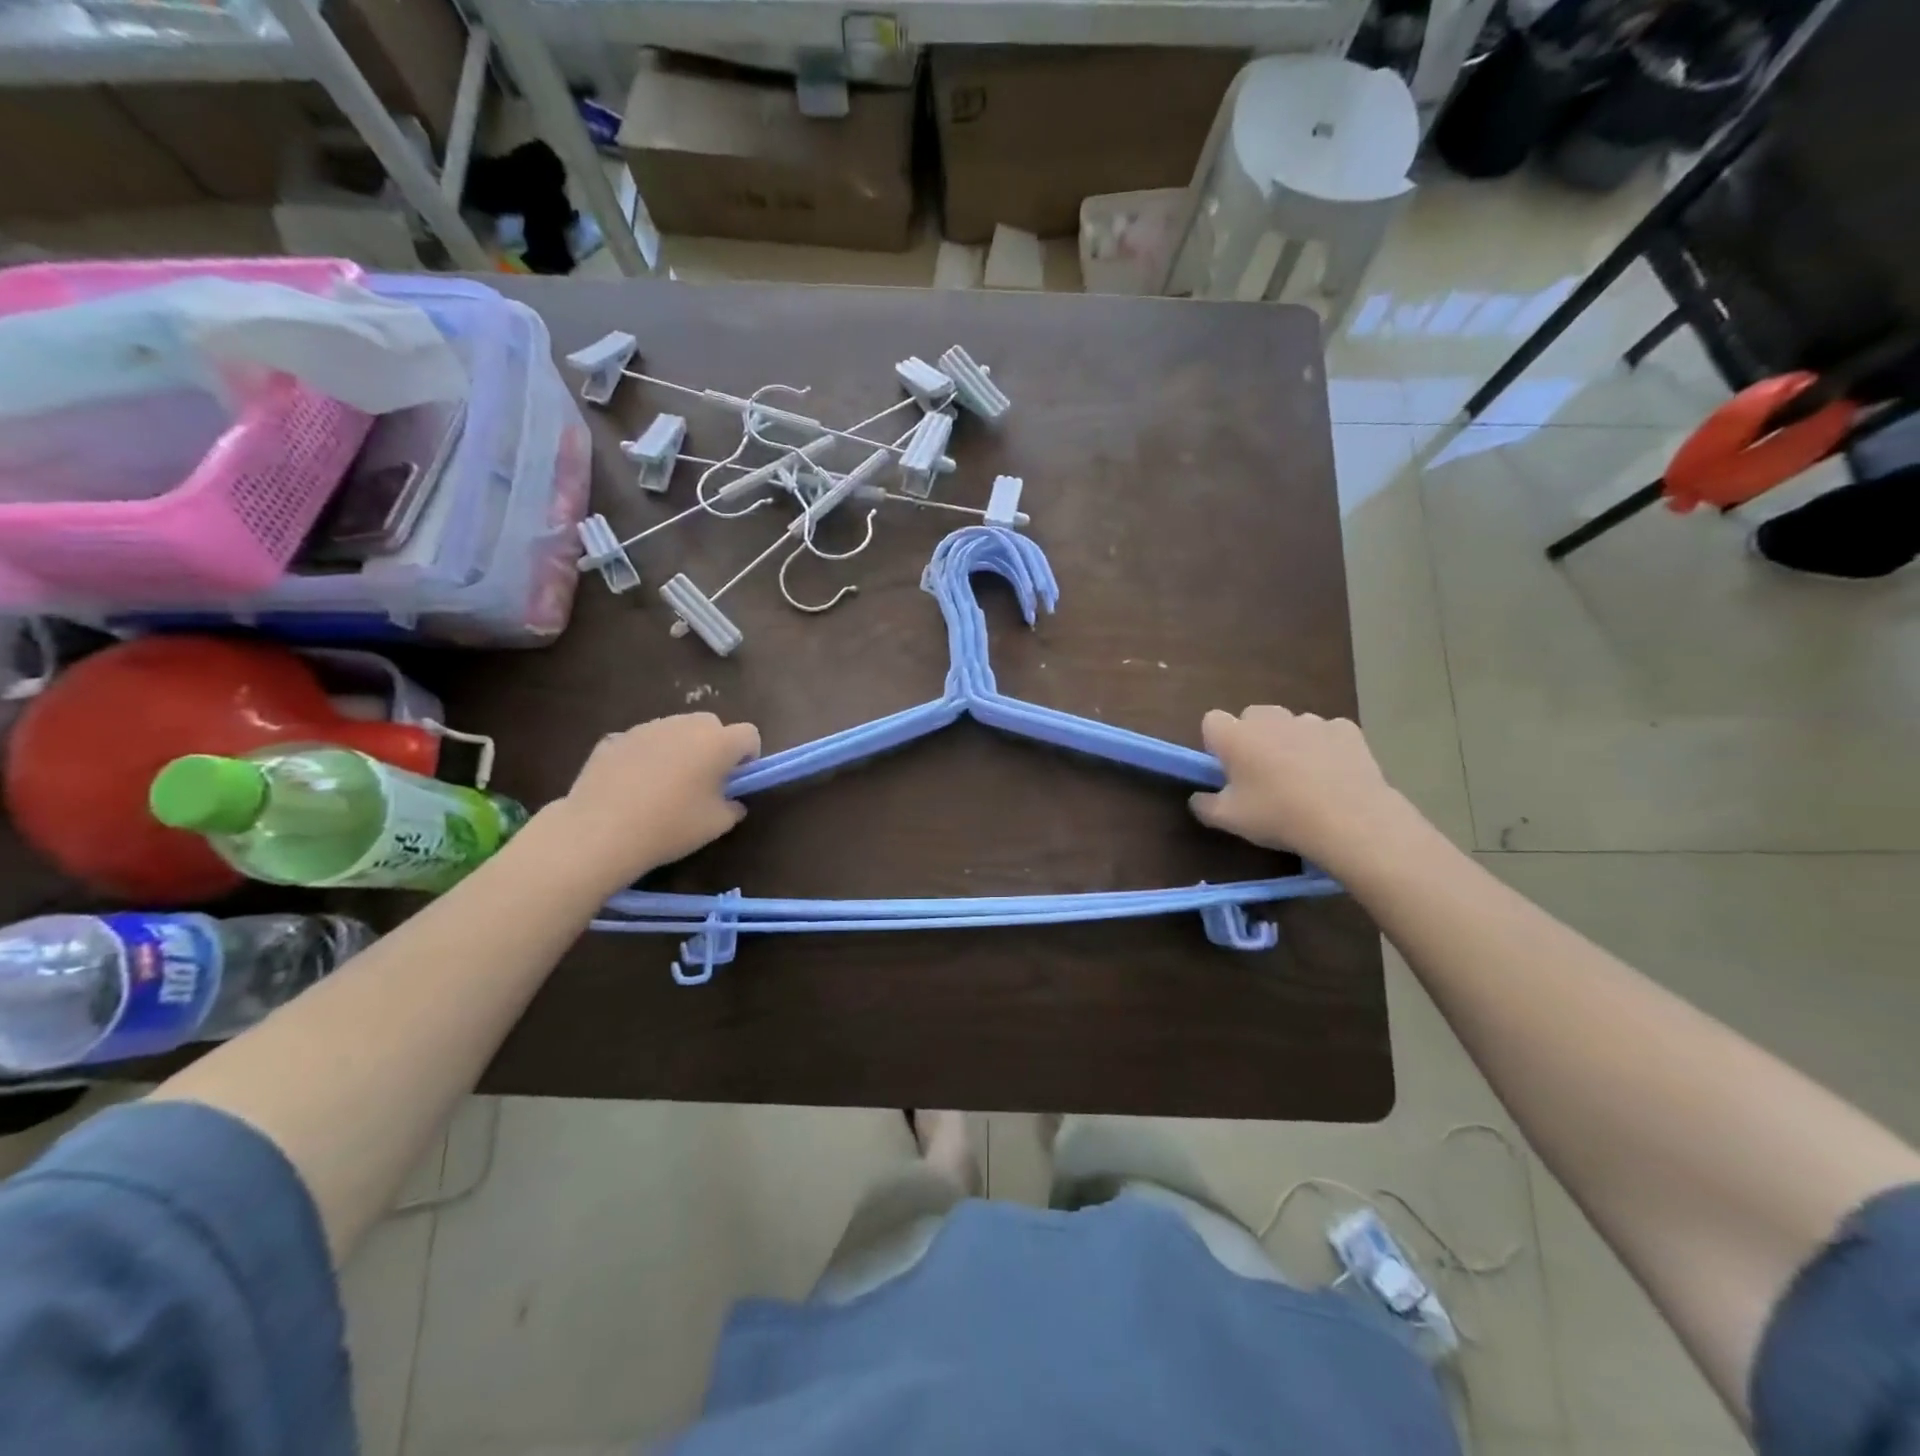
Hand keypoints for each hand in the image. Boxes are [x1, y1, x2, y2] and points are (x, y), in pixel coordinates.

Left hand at [554, 713, 760, 884]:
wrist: (600, 831)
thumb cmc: (670, 826)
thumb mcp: (717, 825)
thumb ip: (733, 806)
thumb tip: (731, 800)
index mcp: (717, 742)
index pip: (749, 734)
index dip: (749, 757)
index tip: (736, 781)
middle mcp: (685, 725)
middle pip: (711, 725)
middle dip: (714, 747)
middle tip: (703, 781)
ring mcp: (646, 728)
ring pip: (675, 730)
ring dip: (680, 749)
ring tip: (664, 785)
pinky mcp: (615, 738)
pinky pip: (643, 743)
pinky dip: (646, 757)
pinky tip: (633, 787)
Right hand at [1189, 706, 1413, 873]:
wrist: (1349, 820)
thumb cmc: (1278, 815)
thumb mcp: (1230, 820)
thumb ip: (1204, 806)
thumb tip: (1197, 798)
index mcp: (1235, 736)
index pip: (1211, 721)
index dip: (1216, 743)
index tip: (1225, 768)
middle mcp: (1270, 718)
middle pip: (1252, 717)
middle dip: (1253, 738)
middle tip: (1261, 774)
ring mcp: (1310, 720)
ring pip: (1290, 725)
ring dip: (1289, 742)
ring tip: (1302, 778)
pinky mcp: (1345, 729)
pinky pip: (1326, 733)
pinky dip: (1324, 748)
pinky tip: (1333, 775)